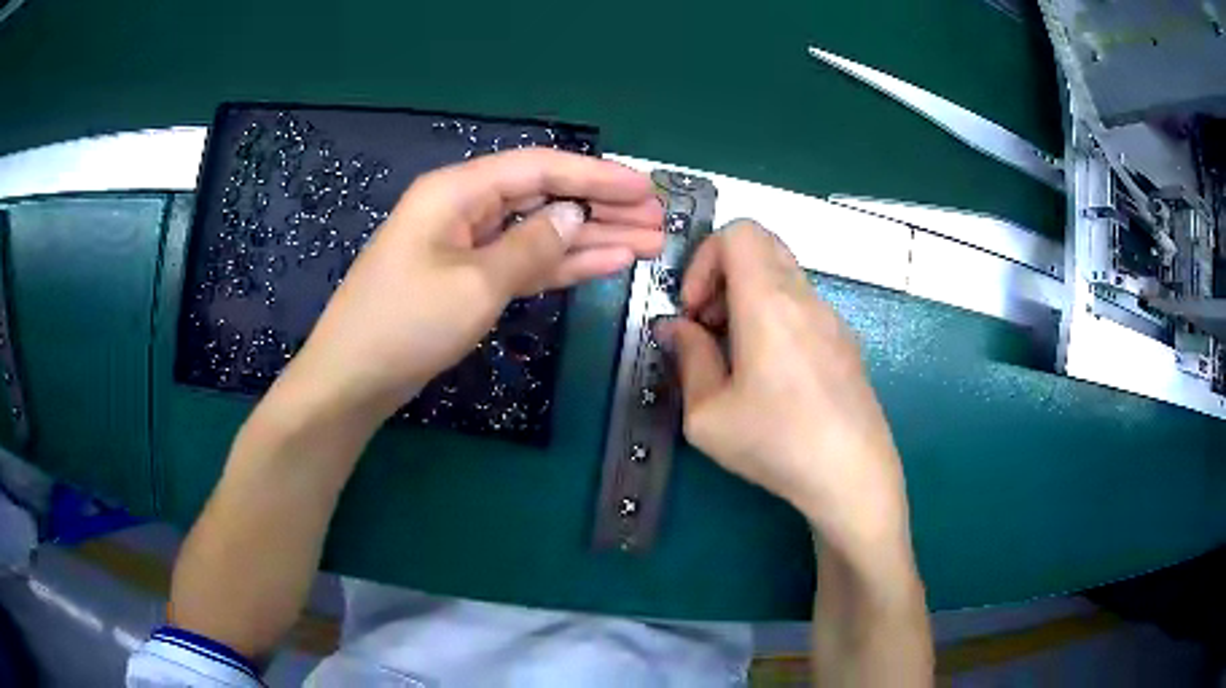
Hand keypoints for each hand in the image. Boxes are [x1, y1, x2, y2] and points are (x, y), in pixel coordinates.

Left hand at [284, 149, 663, 422]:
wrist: (353, 379)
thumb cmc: (405, 324)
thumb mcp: (475, 283)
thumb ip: (532, 245)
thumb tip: (574, 215)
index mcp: (458, 191)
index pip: (540, 168)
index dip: (596, 175)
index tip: (645, 188)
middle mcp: (465, 209)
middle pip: (545, 197)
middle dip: (602, 207)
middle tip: (657, 219)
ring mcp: (468, 246)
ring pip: (540, 232)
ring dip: (592, 237)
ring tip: (649, 243)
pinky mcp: (471, 280)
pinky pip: (525, 263)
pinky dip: (564, 264)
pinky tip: (608, 263)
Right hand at [657, 220, 909, 556]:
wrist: (853, 475)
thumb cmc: (777, 444)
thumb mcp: (708, 415)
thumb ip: (688, 359)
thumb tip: (675, 328)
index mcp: (769, 302)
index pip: (739, 232)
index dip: (704, 259)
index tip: (694, 310)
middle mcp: (805, 298)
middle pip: (761, 245)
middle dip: (723, 274)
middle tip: (710, 325)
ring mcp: (832, 318)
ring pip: (783, 276)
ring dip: (749, 298)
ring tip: (737, 356)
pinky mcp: (846, 342)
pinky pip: (803, 305)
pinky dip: (775, 317)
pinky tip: (772, 374)